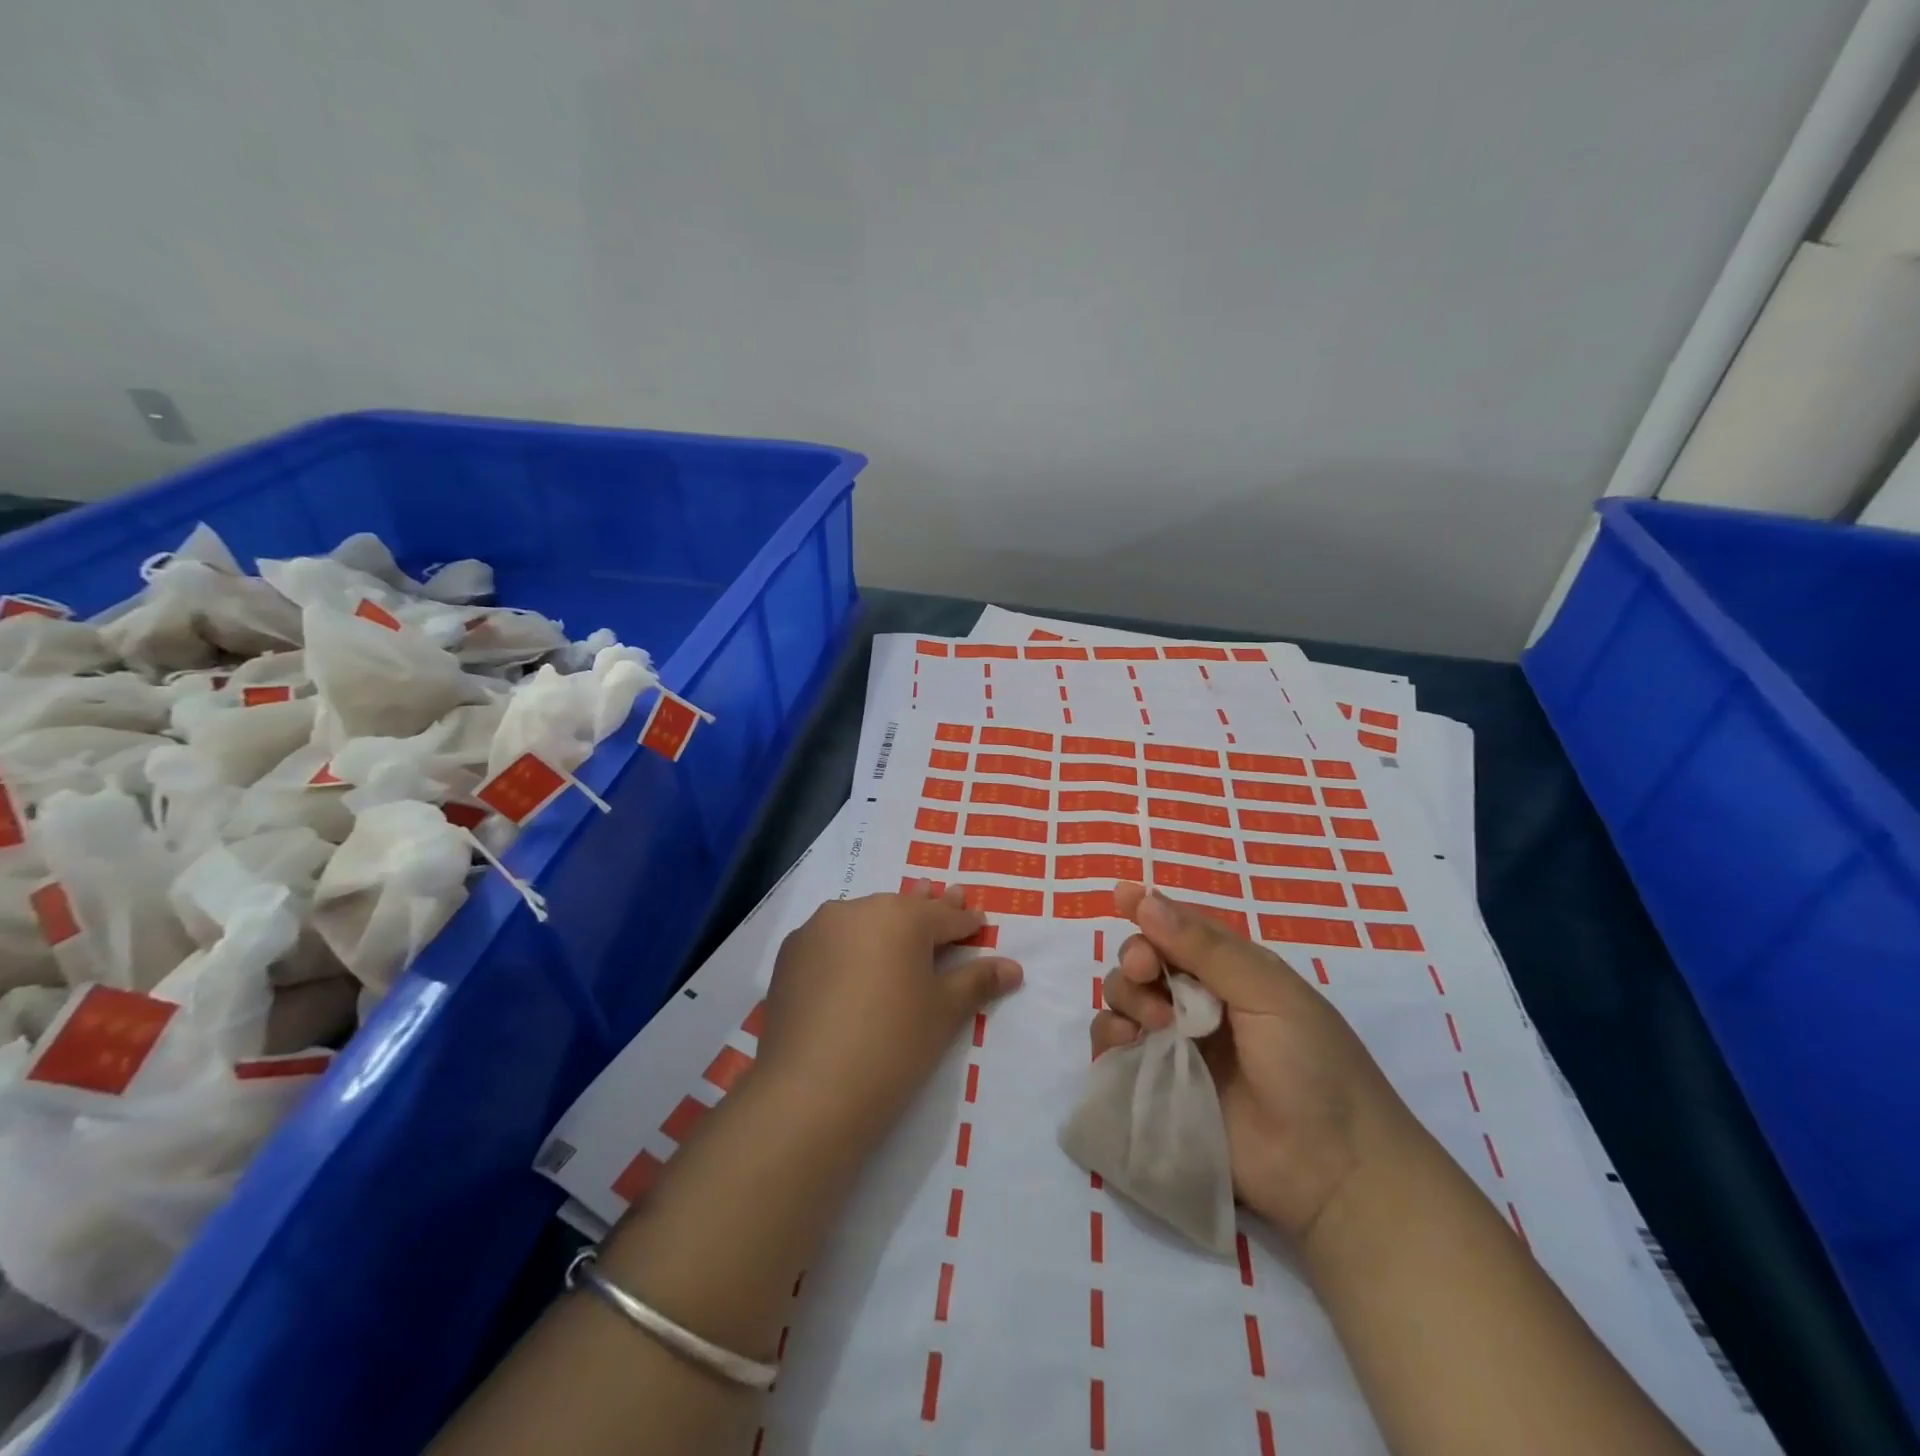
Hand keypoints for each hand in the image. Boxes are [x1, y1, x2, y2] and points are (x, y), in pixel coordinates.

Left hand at [757, 880, 1023, 1143]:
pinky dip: (847, 945)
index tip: (979, 924)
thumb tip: (1013, 967)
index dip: (966, 923)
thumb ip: (977, 981)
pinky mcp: (789, 955)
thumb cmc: (893, 1045)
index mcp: (902, 916)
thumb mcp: (944, 1012)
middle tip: (946, 895)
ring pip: (863, 919)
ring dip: (884, 925)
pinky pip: (830, 940)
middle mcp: (857, 909)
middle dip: (926, 909)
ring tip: (899, 928)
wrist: (810, 1091)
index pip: (945, 916)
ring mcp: (817, 929)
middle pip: (903, 909)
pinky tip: (852, 964)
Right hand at [1091, 882, 1420, 1246]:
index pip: (1179, 927)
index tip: (1120, 896)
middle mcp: (1198, 1000)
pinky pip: (1115, 1047)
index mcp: (1231, 970)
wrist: (1332, 1172)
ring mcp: (1176, 1043)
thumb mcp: (1270, 994)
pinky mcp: (1158, 1084)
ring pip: (1125, 998)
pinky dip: (1109, 1036)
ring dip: (1126, 997)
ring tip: (1153, 1023)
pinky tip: (1125, 1043)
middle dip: (1136, 957)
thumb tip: (1146, 900)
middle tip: (1146, 972)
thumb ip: (1207, 949)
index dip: (1148, 909)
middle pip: (1144, 958)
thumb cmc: (1313, 1067)